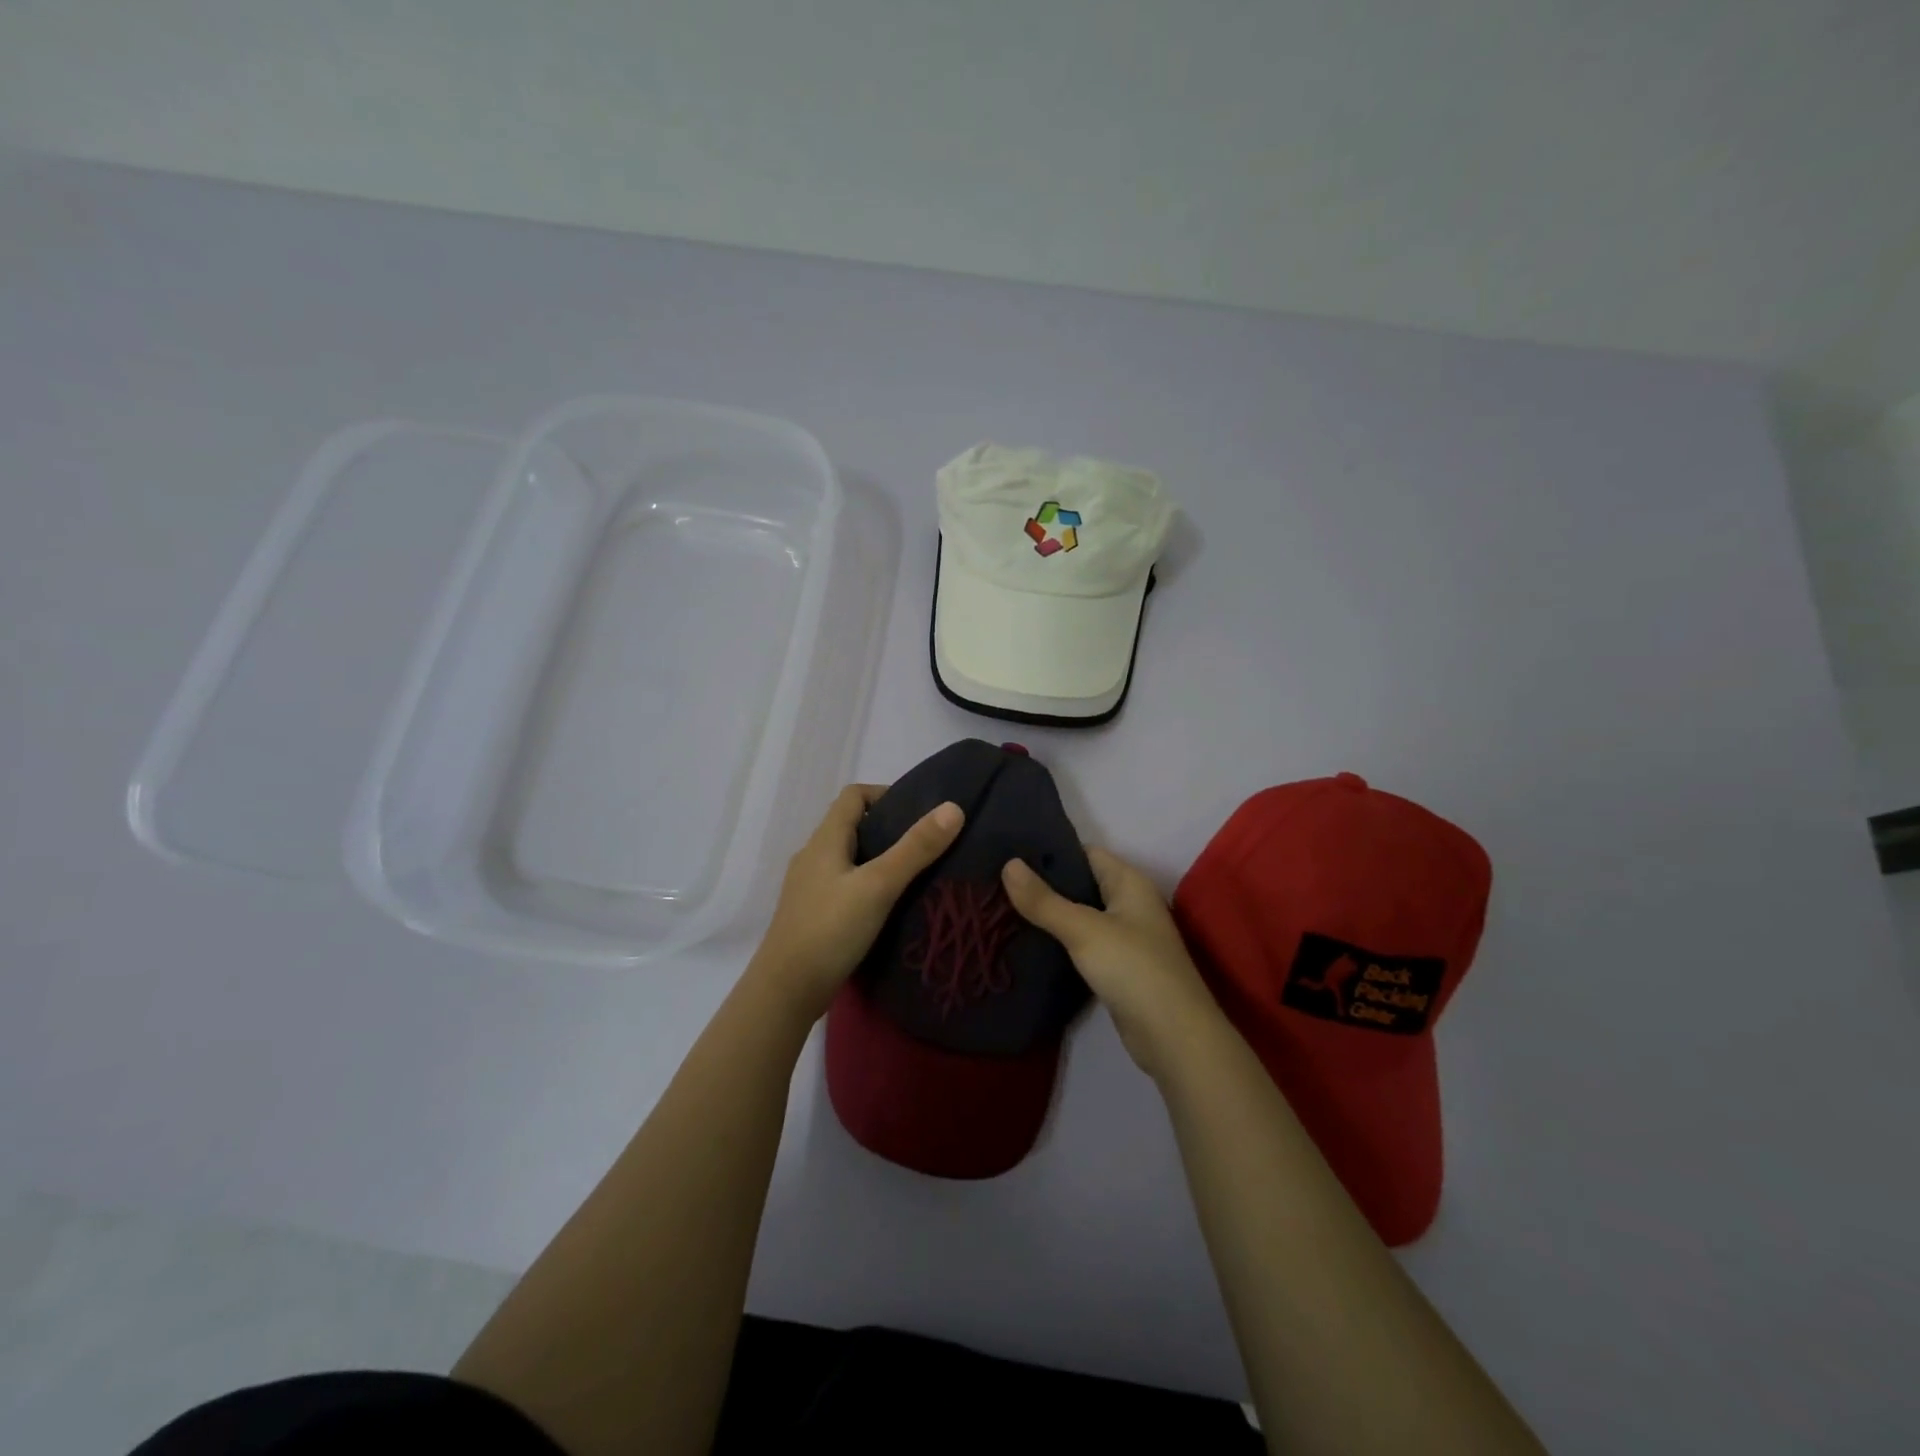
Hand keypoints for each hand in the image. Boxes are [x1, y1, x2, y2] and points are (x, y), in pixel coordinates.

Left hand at [751, 784, 964, 1021]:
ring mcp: (810, 887)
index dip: (885, 794)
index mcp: (824, 840)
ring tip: (915, 873)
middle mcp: (813, 856)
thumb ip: (915, 848)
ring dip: (879, 858)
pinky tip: (889, 905)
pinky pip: (845, 885)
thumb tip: (953, 808)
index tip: (919, 810)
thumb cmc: (830, 930)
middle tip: (927, 843)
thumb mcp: (878, 885)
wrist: (786, 991)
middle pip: (852, 826)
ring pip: (849, 858)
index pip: (853, 795)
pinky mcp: (813, 914)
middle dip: (888, 827)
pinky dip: (868, 885)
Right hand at [1002, 848, 1221, 1079]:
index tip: (1010, 853)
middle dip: (1044, 884)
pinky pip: (1083, 943)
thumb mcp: (1084, 929)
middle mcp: (1130, 904)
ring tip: (1004, 909)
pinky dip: (1060, 941)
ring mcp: (1126, 937)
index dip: (1050, 851)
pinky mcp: (1118, 968)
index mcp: (1129, 882)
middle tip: (998, 882)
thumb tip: (1008, 864)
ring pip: (1080, 916)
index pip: (1085, 853)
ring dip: (1050, 914)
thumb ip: (1044, 900)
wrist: (1173, 1037)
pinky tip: (1030, 943)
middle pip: (1081, 883)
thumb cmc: (1133, 969)